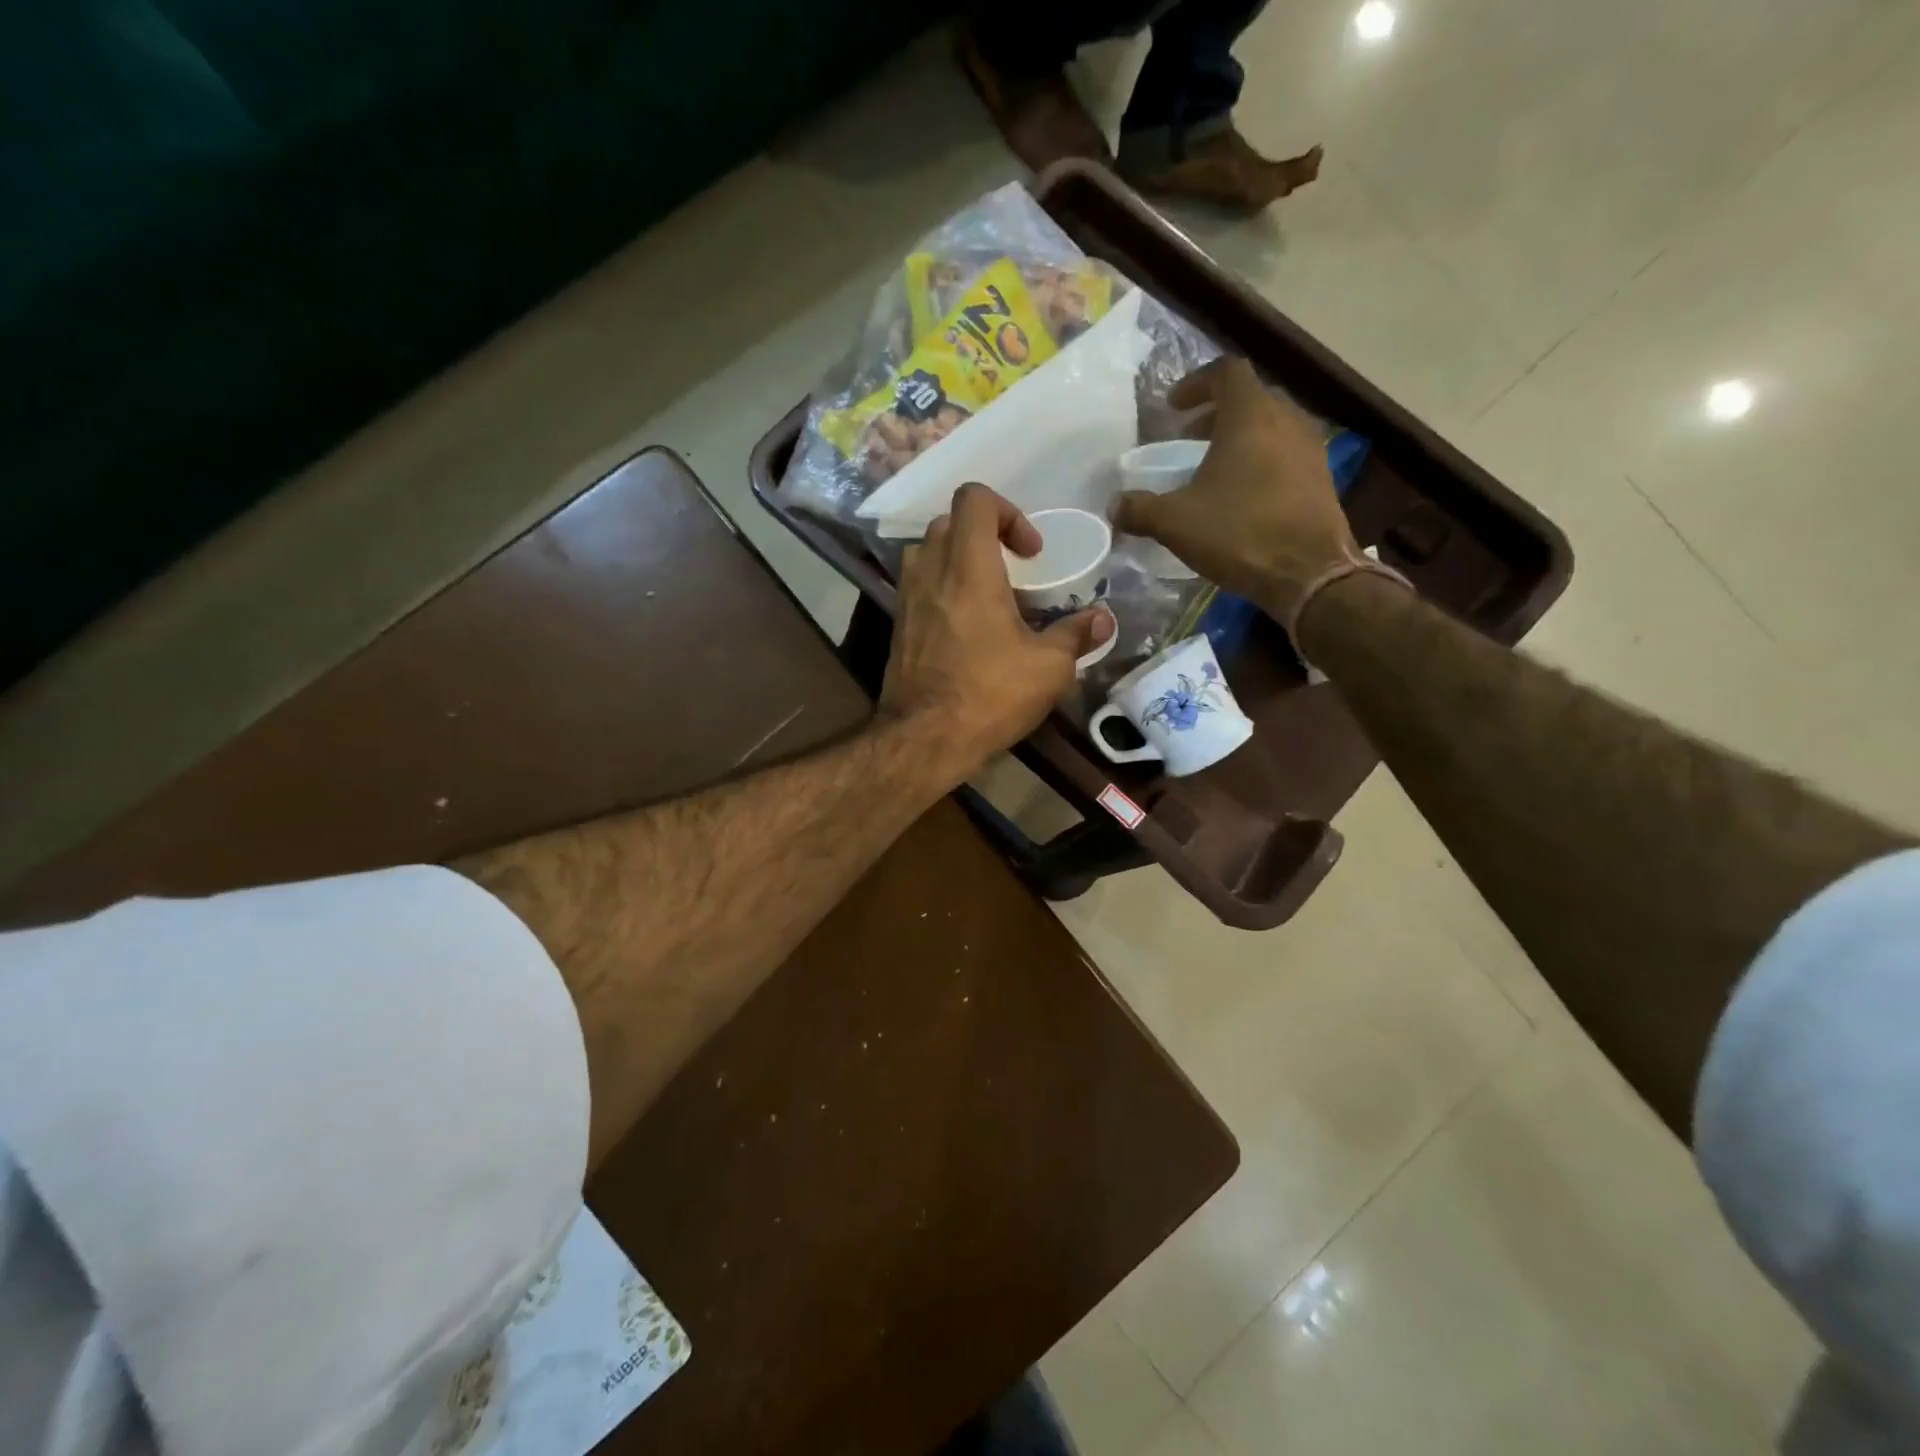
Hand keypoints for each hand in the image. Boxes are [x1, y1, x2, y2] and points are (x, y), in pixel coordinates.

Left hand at [880, 483, 1113, 783]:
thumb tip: (1103, 620)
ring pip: (928, 554)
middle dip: (985, 536)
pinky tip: (968, 630)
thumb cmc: (989, 694)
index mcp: (968, 566)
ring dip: (959, 562)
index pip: (974, 499)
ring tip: (989, 598)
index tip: (1031, 553)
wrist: (924, 739)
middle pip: (950, 523)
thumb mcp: (1048, 667)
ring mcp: (906, 598)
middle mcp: (930, 571)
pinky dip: (943, 591)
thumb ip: (1076, 635)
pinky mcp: (897, 626)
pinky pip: (919, 588)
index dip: (1008, 512)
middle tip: (1014, 573)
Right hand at [1111, 357, 1359, 621]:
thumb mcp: (1175, 523)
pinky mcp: (1322, 480)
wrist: (1309, 574)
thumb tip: (1113, 506)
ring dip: (1240, 438)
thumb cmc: (1239, 533)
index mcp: (1251, 416)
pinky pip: (1286, 455)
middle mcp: (1286, 421)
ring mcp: (1310, 449)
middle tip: (1189, 437)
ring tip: (1213, 468)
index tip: (1173, 407)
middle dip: (1216, 413)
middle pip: (1250, 399)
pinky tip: (1242, 496)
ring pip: (1271, 427)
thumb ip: (1139, 509)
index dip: (1197, 382)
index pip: (1226, 372)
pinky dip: (1260, 461)